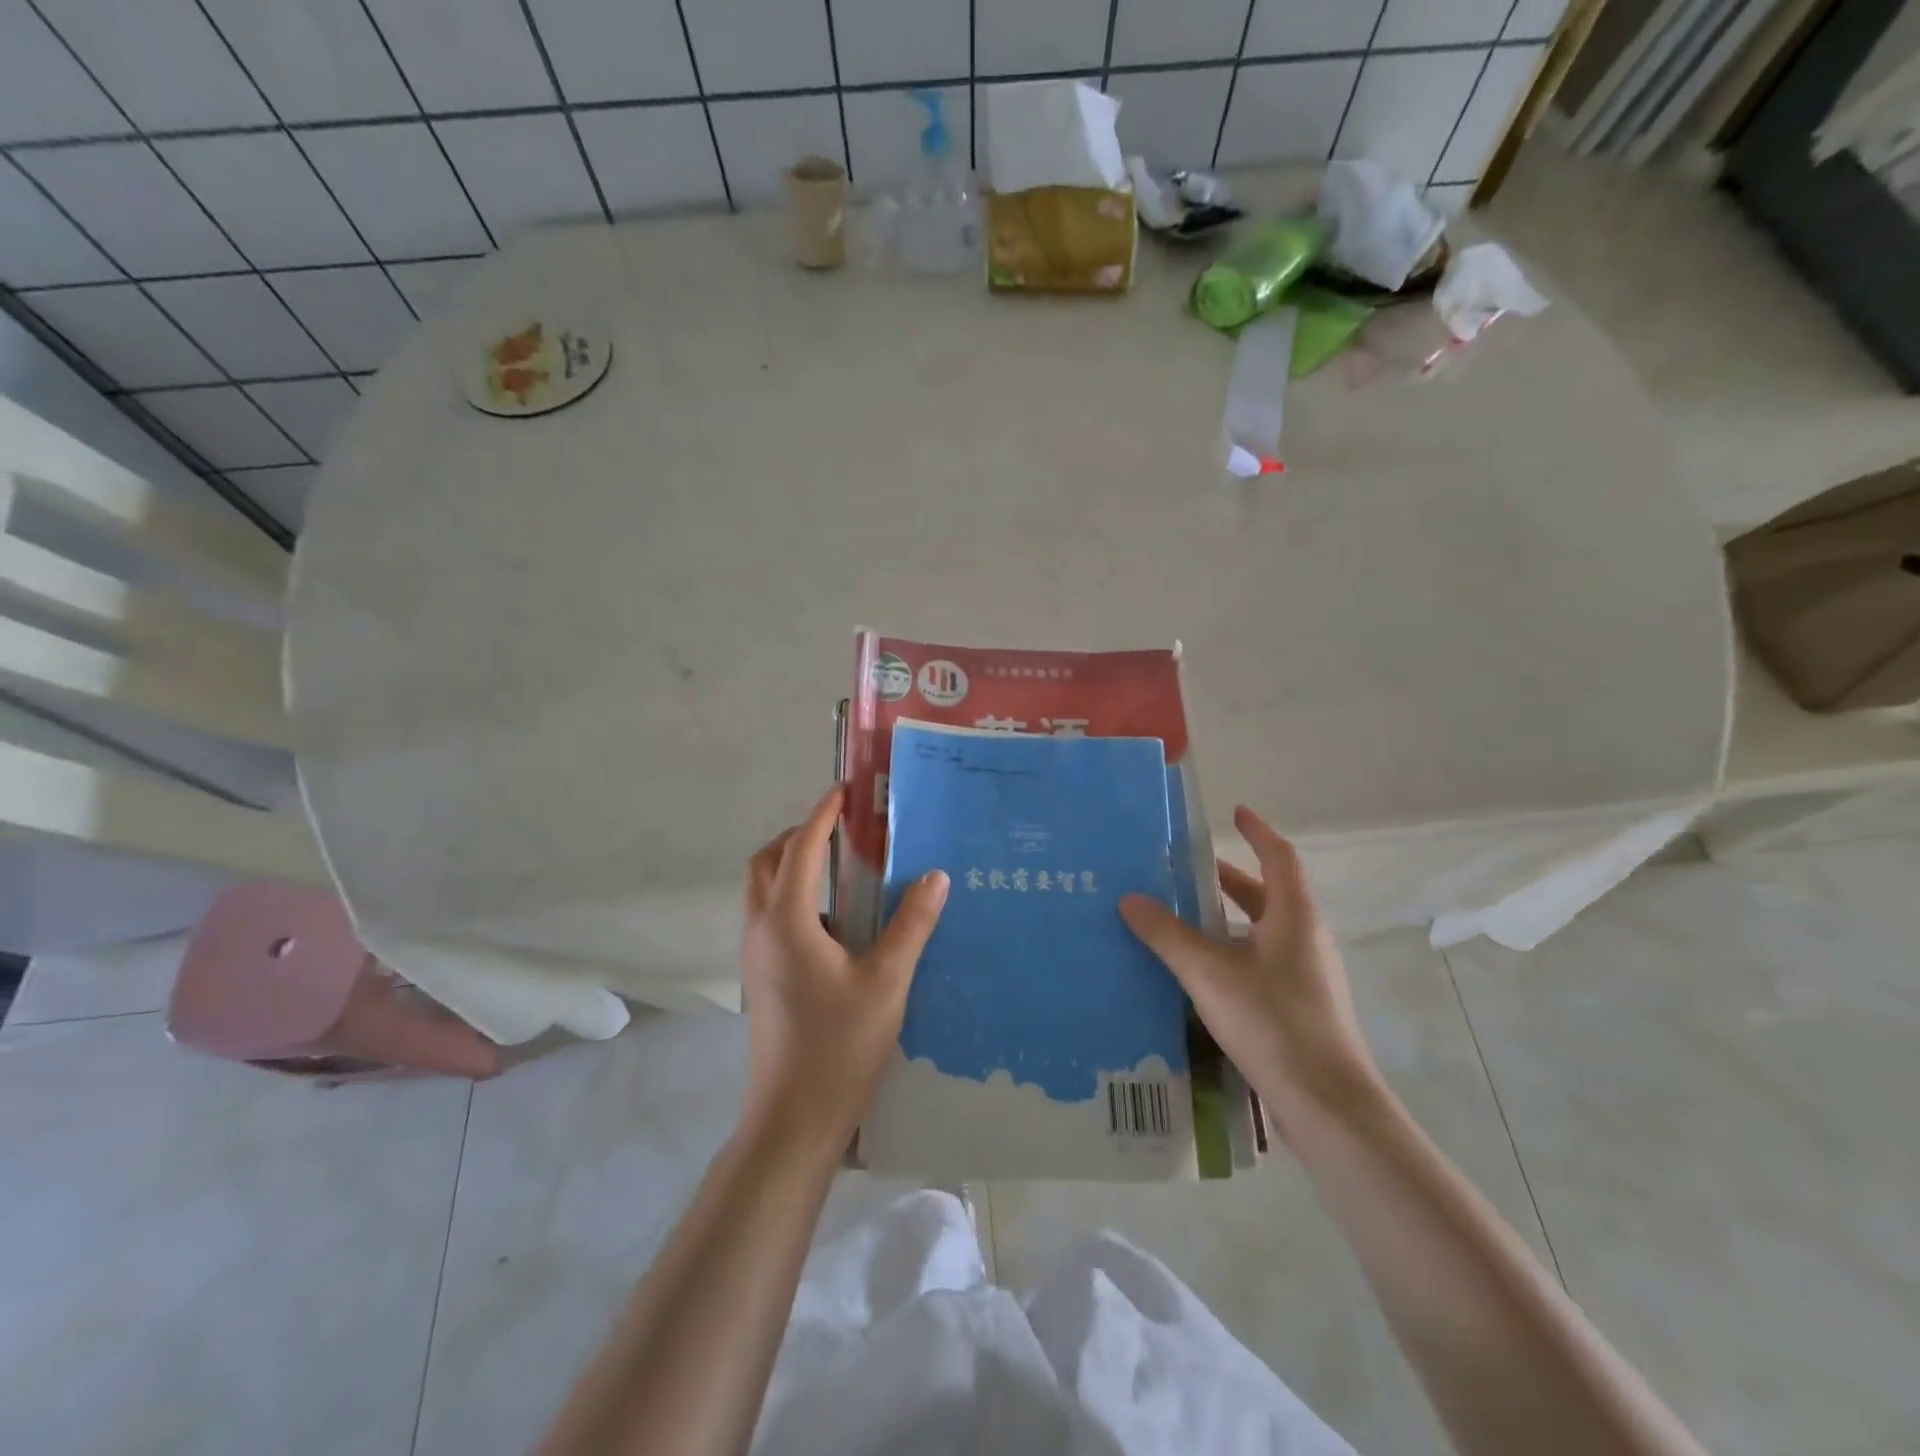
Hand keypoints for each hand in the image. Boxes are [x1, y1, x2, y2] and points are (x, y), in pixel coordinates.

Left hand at [738, 786, 949, 1150]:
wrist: (793, 1120)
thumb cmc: (840, 1047)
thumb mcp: (887, 981)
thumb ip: (911, 924)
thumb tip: (934, 875)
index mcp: (787, 921)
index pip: (802, 848)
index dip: (823, 815)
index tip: (845, 791)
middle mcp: (762, 929)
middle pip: (767, 862)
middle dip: (800, 835)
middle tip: (842, 829)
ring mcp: (756, 955)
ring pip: (765, 890)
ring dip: (794, 866)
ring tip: (844, 868)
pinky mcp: (762, 977)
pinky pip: (772, 917)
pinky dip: (796, 898)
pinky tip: (839, 923)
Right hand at [1119, 805, 1379, 1133]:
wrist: (1329, 1107)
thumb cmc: (1274, 1023)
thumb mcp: (1210, 973)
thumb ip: (1167, 935)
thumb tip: (1129, 898)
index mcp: (1294, 917)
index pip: (1278, 857)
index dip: (1257, 831)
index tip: (1234, 812)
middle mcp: (1306, 939)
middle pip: (1267, 894)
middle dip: (1228, 878)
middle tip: (1185, 870)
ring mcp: (1306, 976)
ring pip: (1262, 931)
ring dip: (1227, 918)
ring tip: (1182, 917)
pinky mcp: (1300, 1008)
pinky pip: (1261, 962)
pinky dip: (1231, 951)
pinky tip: (1200, 972)